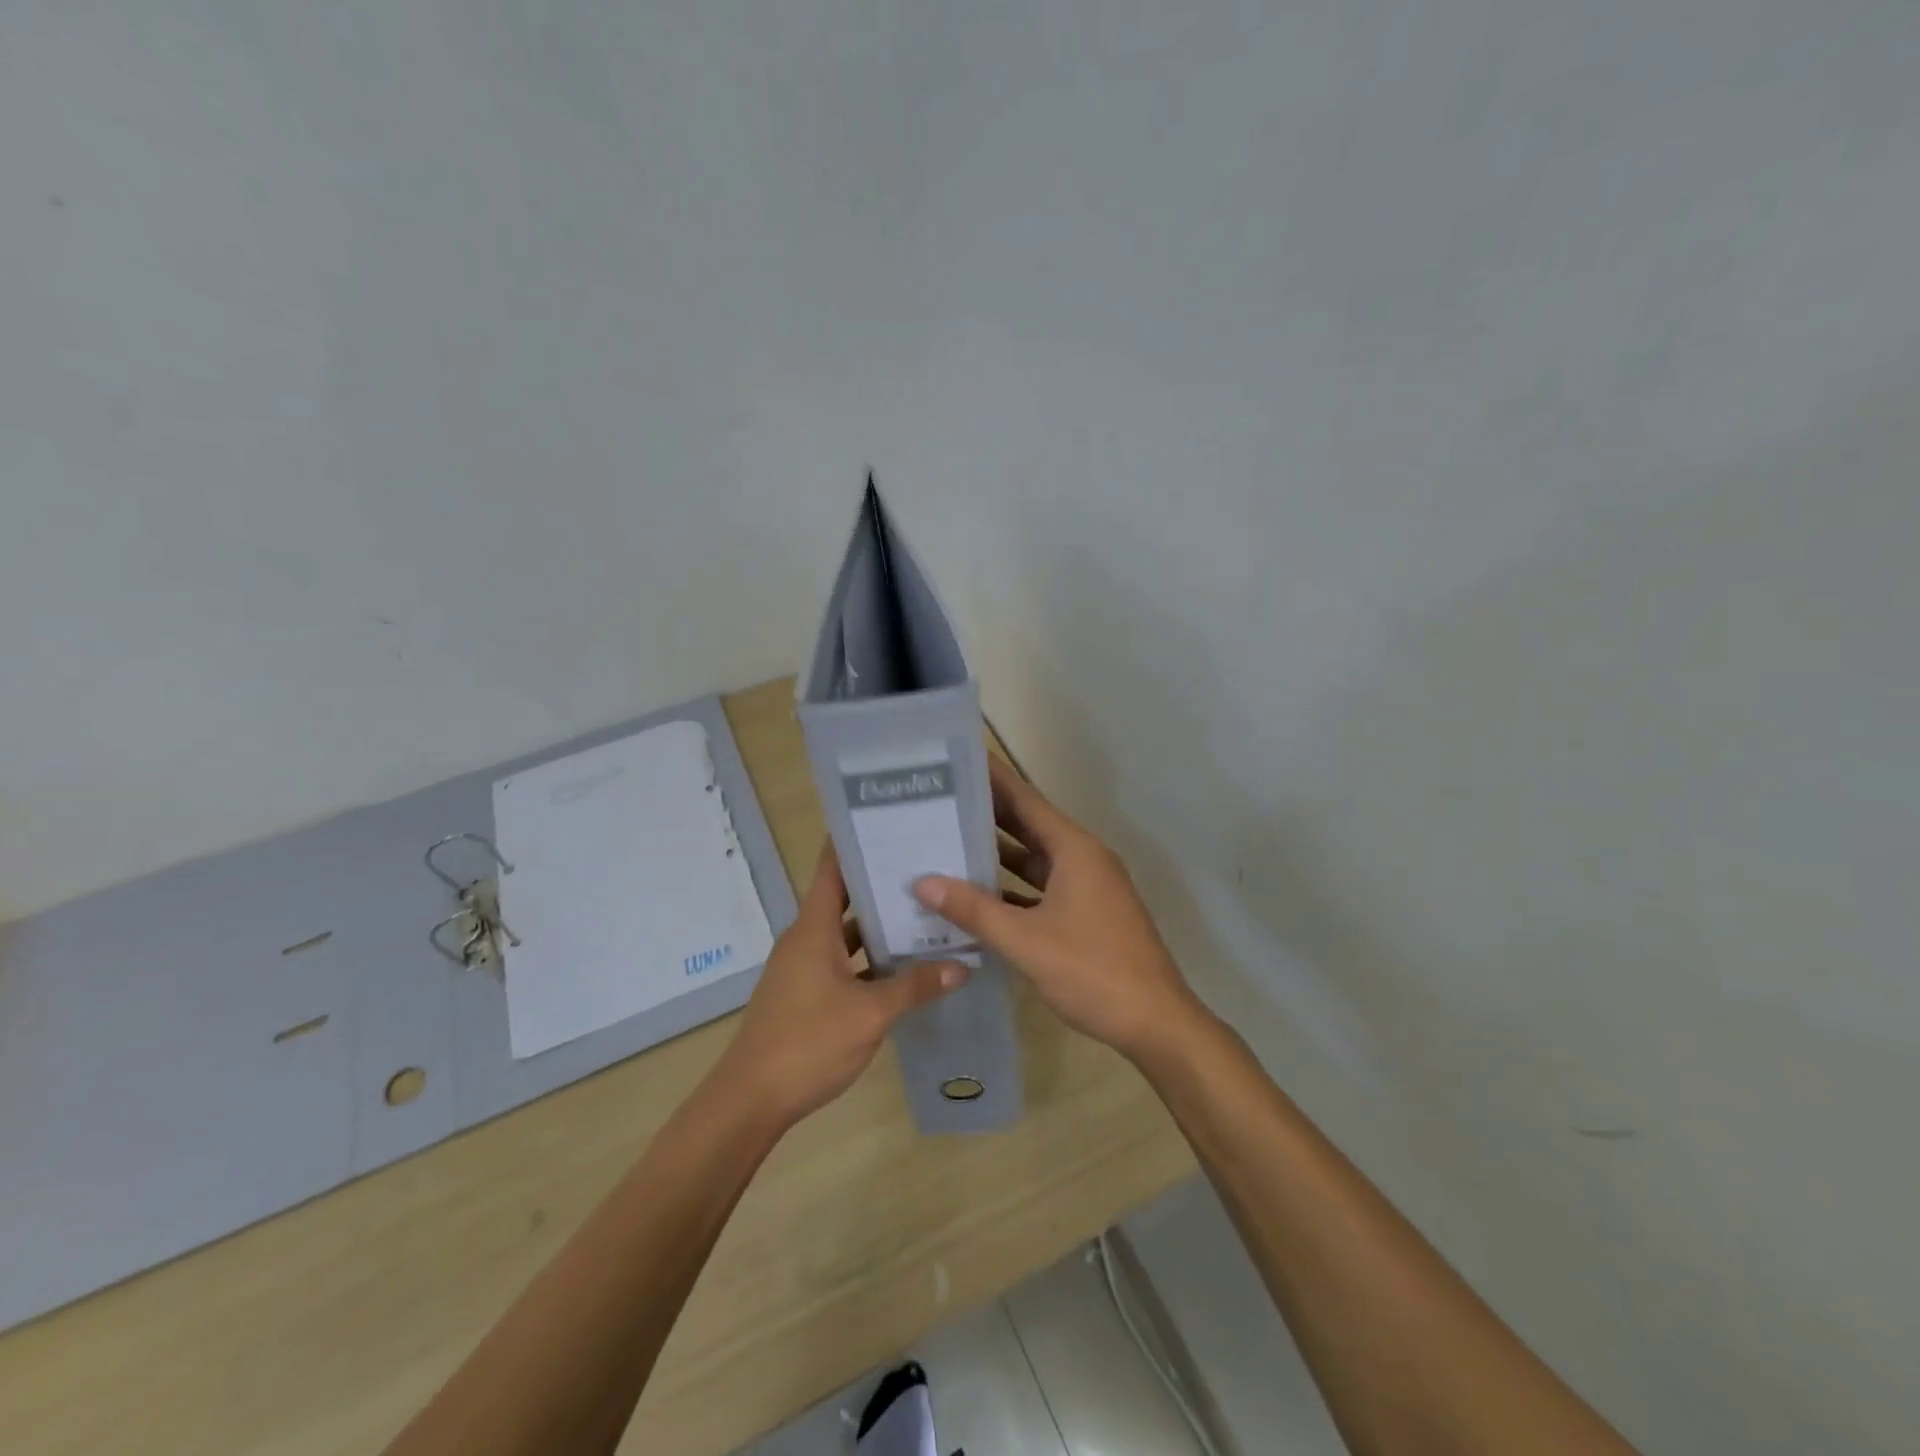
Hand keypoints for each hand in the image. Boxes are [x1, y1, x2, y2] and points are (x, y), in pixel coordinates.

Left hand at [712, 845, 967, 1129]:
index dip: (856, 841)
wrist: (751, 1100)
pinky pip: (843, 958)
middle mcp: (806, 937)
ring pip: (846, 931)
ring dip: (879, 923)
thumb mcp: (870, 1014)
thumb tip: (962, 965)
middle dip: (882, 881)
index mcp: (813, 927)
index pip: (832, 867)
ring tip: (925, 909)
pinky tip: (903, 964)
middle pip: (845, 896)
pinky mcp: (806, 991)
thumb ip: (915, 986)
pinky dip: (870, 956)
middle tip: (927, 864)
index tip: (890, 820)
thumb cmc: (807, 1043)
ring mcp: (804, 965)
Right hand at [913, 757, 1205, 1061]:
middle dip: (986, 814)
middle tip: (939, 800)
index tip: (958, 758)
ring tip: (948, 842)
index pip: (1026, 799)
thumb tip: (922, 881)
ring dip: (996, 853)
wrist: (1156, 1022)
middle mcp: (1082, 858)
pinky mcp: (1087, 913)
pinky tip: (977, 896)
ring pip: (1034, 860)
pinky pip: (1042, 888)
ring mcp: (1087, 887)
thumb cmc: (1093, 971)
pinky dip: (1012, 888)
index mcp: (1074, 850)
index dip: (993, 778)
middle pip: (1028, 825)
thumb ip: (974, 910)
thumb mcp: (1026, 940)